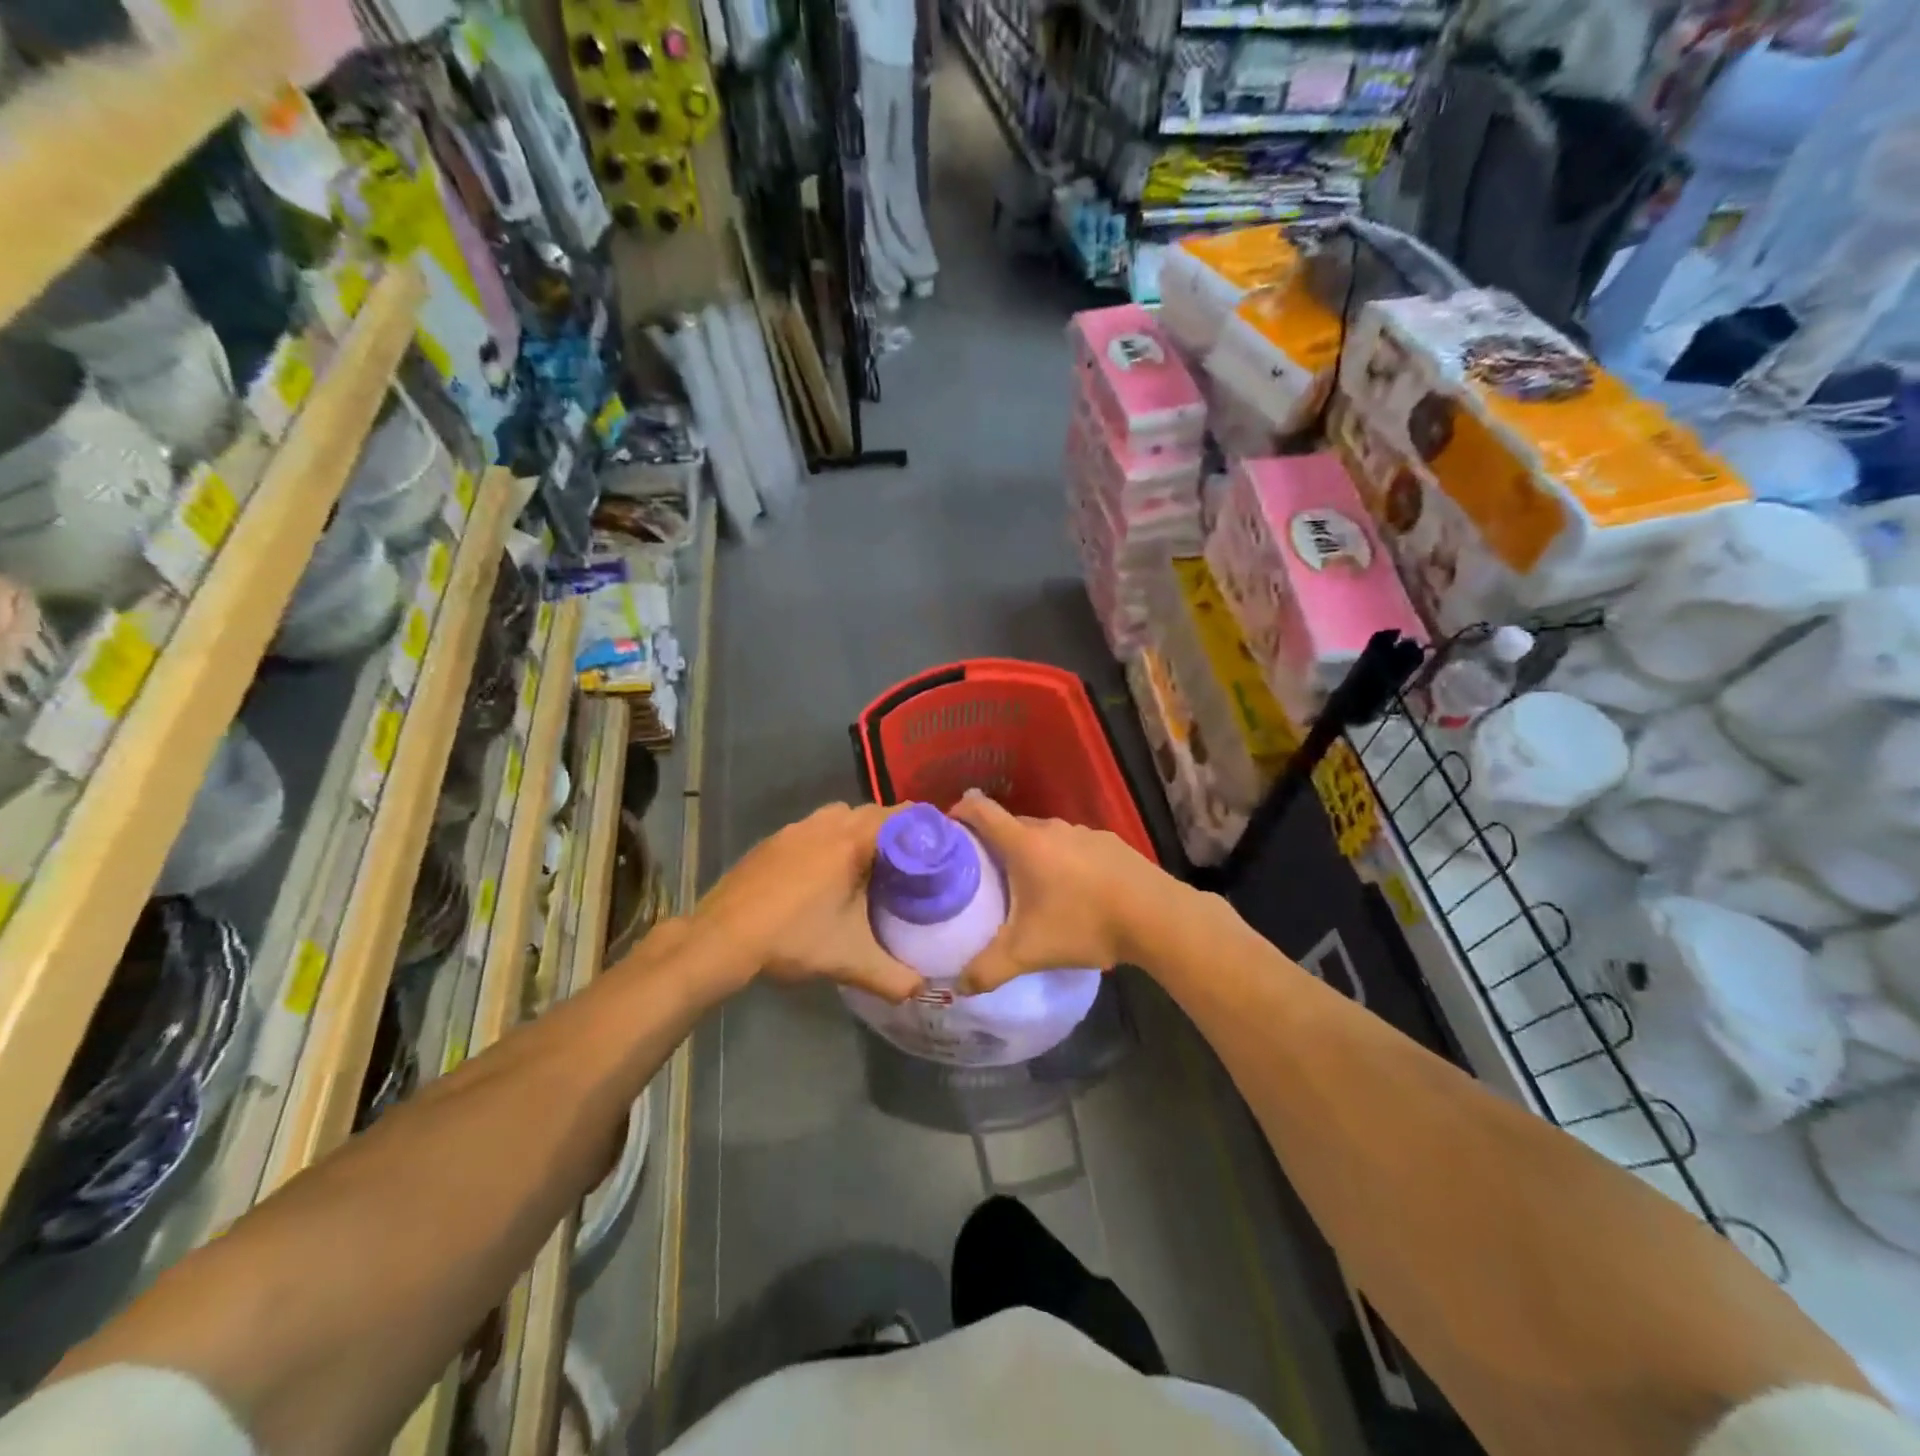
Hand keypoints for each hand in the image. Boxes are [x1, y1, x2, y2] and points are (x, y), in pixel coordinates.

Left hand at [690, 803, 922, 1001]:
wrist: (721, 938)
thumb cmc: (792, 939)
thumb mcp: (850, 962)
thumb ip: (894, 978)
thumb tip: (924, 990)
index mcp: (852, 842)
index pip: (902, 816)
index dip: (926, 828)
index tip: (942, 848)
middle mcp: (827, 824)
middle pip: (874, 812)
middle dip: (896, 831)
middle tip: (911, 862)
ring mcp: (797, 828)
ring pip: (842, 815)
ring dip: (860, 831)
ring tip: (870, 864)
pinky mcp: (775, 839)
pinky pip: (815, 826)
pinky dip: (831, 838)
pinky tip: (826, 872)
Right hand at [949, 790, 1180, 992]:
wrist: (1156, 916)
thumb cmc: (1084, 923)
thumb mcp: (1029, 952)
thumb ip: (988, 969)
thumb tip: (957, 987)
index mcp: (1024, 843)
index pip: (980, 809)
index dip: (958, 812)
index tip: (946, 830)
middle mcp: (1052, 828)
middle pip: (1011, 824)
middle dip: (992, 842)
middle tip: (981, 873)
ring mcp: (1084, 832)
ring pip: (1044, 836)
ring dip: (1030, 853)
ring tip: (1025, 886)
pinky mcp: (1110, 843)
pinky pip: (1072, 846)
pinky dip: (1061, 860)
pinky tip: (1071, 891)